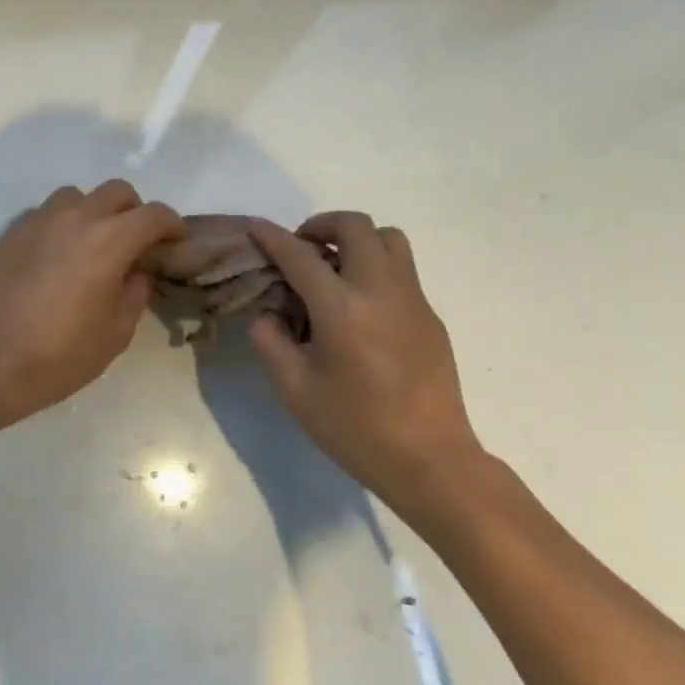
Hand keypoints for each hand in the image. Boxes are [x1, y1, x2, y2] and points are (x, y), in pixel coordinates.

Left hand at [0, 181, 183, 434]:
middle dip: (134, 212)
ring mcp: (38, 221)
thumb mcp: (117, 332)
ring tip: (92, 245)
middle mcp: (75, 218)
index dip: (172, 225)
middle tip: (135, 244)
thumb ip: (136, 291)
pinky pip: (46, 213)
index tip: (175, 242)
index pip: (153, 215)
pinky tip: (56, 256)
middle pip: (117, 191)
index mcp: (109, 241)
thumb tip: (136, 269)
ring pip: (77, 196)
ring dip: (94, 212)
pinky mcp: (12, 232)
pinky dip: (61, 224)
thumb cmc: (61, 355)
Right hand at [247, 214, 485, 527]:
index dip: (271, 236)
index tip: (254, 226)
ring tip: (333, 267)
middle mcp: (380, 290)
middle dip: (321, 224)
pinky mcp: (430, 315)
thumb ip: (270, 341)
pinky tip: (358, 306)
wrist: (430, 460)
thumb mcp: (294, 389)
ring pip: (388, 238)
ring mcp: (412, 299)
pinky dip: (374, 266)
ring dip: (355, 239)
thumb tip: (269, 314)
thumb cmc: (355, 427)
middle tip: (301, 248)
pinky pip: (401, 269)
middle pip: (355, 226)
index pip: (300, 255)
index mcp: (342, 308)